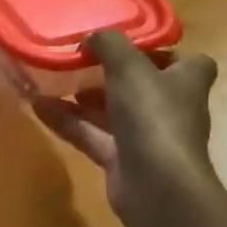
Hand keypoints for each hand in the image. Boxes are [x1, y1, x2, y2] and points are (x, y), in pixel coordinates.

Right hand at [34, 30, 219, 225]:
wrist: (158, 187)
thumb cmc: (153, 115)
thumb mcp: (129, 66)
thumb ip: (108, 44)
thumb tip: (91, 39)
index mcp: (187, 81)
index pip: (186, 61)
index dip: (161, 51)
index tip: (130, 44)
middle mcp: (171, 108)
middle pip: (142, 85)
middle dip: (111, 73)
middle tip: (81, 59)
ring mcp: (147, 136)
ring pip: (113, 110)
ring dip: (84, 97)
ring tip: (54, 79)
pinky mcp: (123, 160)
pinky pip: (92, 134)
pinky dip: (68, 121)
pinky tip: (38, 106)